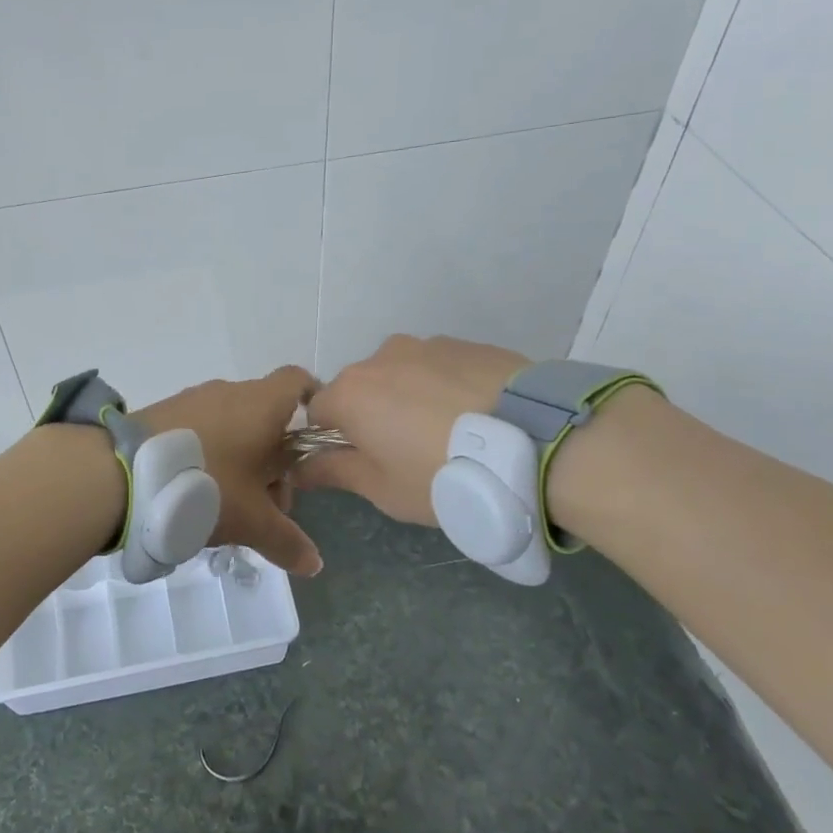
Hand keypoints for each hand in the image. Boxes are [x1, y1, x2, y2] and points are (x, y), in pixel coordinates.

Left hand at [138, 366, 322, 575]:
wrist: (121, 473)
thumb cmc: (204, 486)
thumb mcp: (251, 521)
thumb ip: (286, 540)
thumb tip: (315, 563)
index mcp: (262, 404)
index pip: (299, 382)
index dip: (312, 405)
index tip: (312, 444)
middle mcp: (230, 392)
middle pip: (267, 417)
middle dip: (275, 459)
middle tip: (269, 503)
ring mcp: (194, 400)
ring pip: (234, 425)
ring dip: (242, 460)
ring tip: (231, 505)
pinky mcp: (164, 412)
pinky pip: (203, 429)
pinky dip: (211, 454)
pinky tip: (197, 492)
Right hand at [298, 335, 526, 525]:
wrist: (533, 441)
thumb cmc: (442, 474)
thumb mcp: (383, 488)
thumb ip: (334, 471)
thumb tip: (298, 468)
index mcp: (350, 393)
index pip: (317, 411)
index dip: (331, 438)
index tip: (358, 460)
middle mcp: (379, 358)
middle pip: (360, 387)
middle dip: (372, 414)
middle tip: (406, 451)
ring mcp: (426, 345)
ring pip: (401, 373)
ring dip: (409, 397)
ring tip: (449, 431)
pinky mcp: (467, 344)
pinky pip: (440, 367)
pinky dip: (445, 387)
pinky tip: (475, 415)